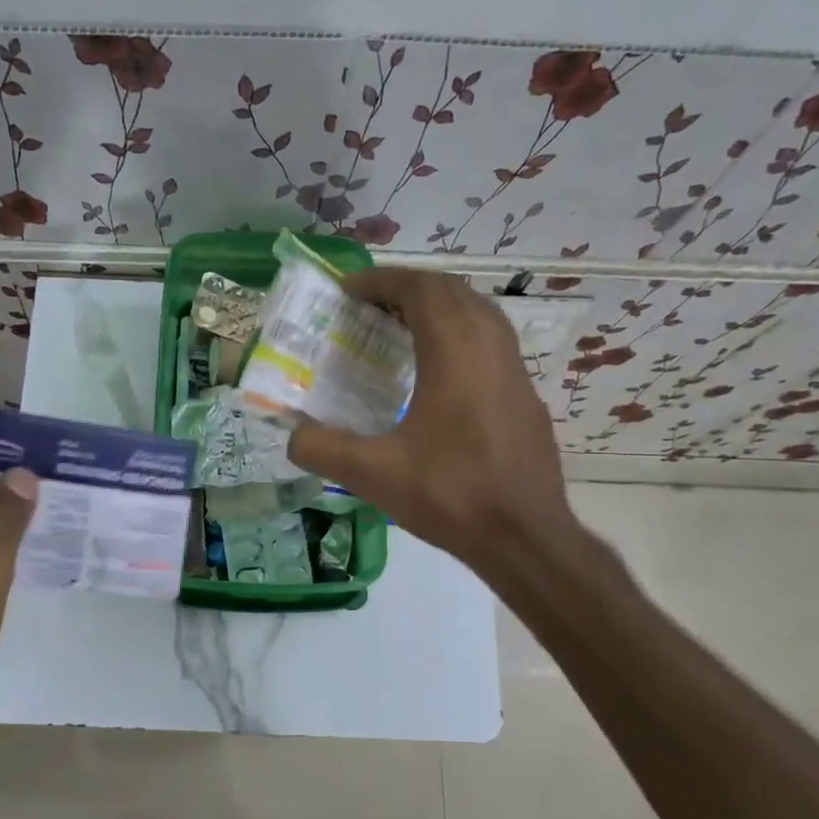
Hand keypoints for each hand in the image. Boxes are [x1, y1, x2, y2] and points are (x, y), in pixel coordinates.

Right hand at [288, 270, 579, 576]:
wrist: (524, 536)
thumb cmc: (450, 495)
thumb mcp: (373, 474)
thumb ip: (322, 448)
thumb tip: (292, 435)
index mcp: (455, 352)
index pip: (421, 289)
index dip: (382, 281)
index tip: (348, 292)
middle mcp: (490, 347)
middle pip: (451, 291)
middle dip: (407, 289)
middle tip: (368, 308)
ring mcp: (515, 370)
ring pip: (477, 313)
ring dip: (437, 308)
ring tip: (399, 330)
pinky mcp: (525, 395)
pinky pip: (491, 342)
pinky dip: (459, 335)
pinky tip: (437, 373)